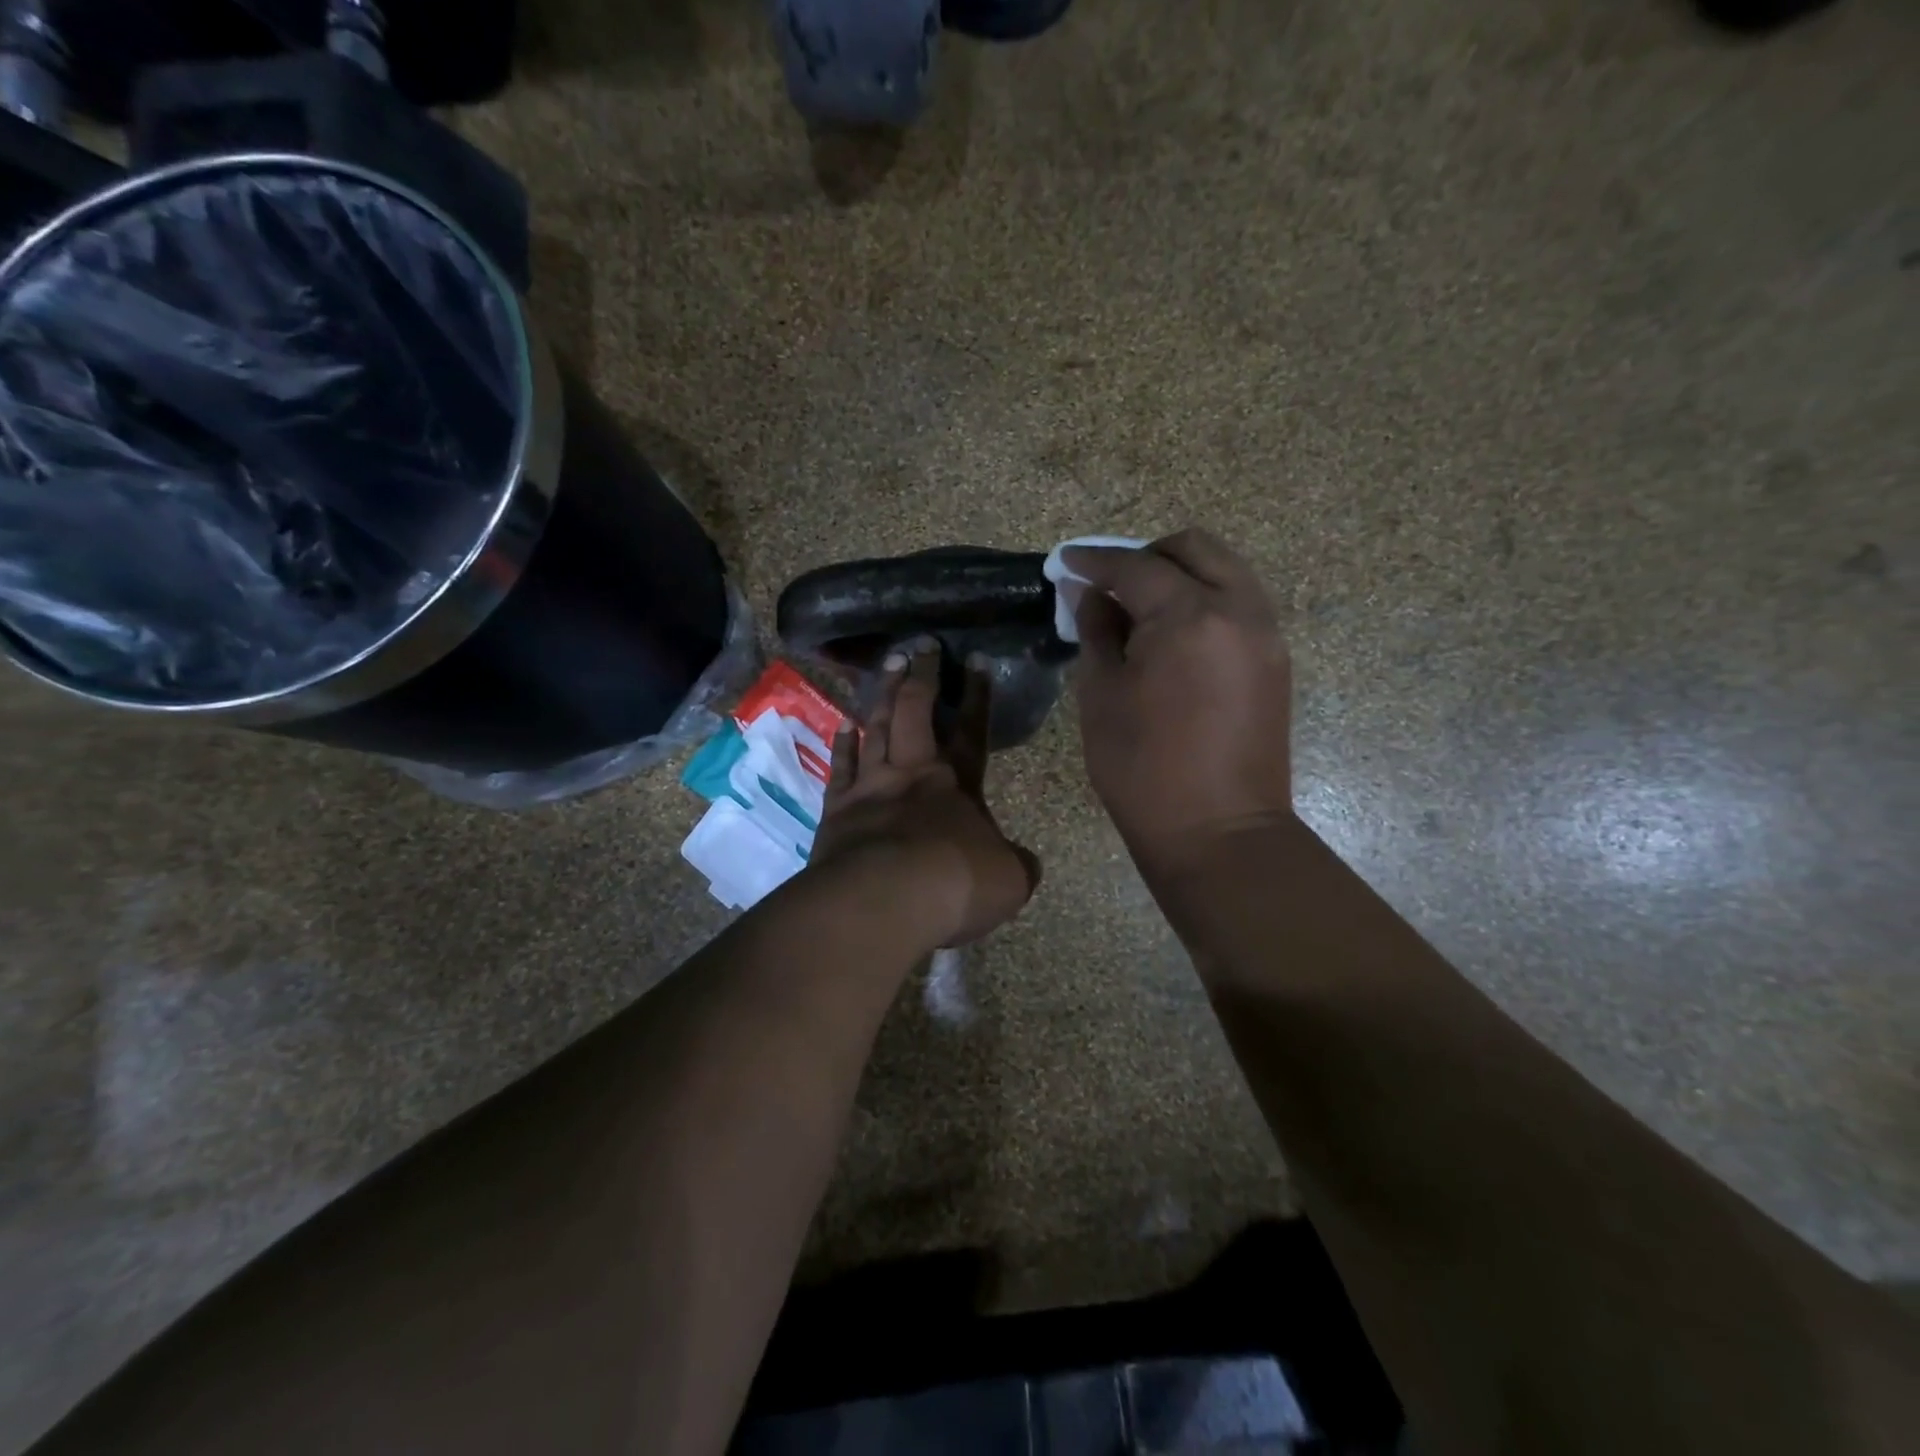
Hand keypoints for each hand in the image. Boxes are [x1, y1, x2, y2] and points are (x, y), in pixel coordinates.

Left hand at [812, 640, 1040, 947]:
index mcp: (958, 784)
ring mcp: (870, 788)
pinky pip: (841, 768)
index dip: (976, 695)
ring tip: (887, 667)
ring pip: (876, 728)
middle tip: (919, 646)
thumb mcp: (1009, 881)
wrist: (883, 902)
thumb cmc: (955, 885)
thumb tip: (1019, 862)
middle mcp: (912, 774)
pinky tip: (844, 725)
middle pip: (916, 713)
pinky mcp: (837, 811)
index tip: (976, 659)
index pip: (972, 730)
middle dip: (921, 677)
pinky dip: (843, 744)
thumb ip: (1016, 864)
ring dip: (883, 695)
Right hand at [1068, 528, 1292, 871]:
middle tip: (1108, 583)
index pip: (1136, 566)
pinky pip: (1239, 603)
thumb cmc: (1143, 769)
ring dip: (1179, 574)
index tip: (1066, 561)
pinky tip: (1173, 633)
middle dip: (1146, 555)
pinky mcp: (1274, 660)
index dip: (1095, 560)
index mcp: (1190, 616)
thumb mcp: (1102, 695)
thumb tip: (1088, 593)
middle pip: (1194, 548)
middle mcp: (1239, 609)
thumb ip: (1096, 631)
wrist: (1219, 832)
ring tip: (1140, 608)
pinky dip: (1204, 599)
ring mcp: (1265, 634)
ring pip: (1224, 571)